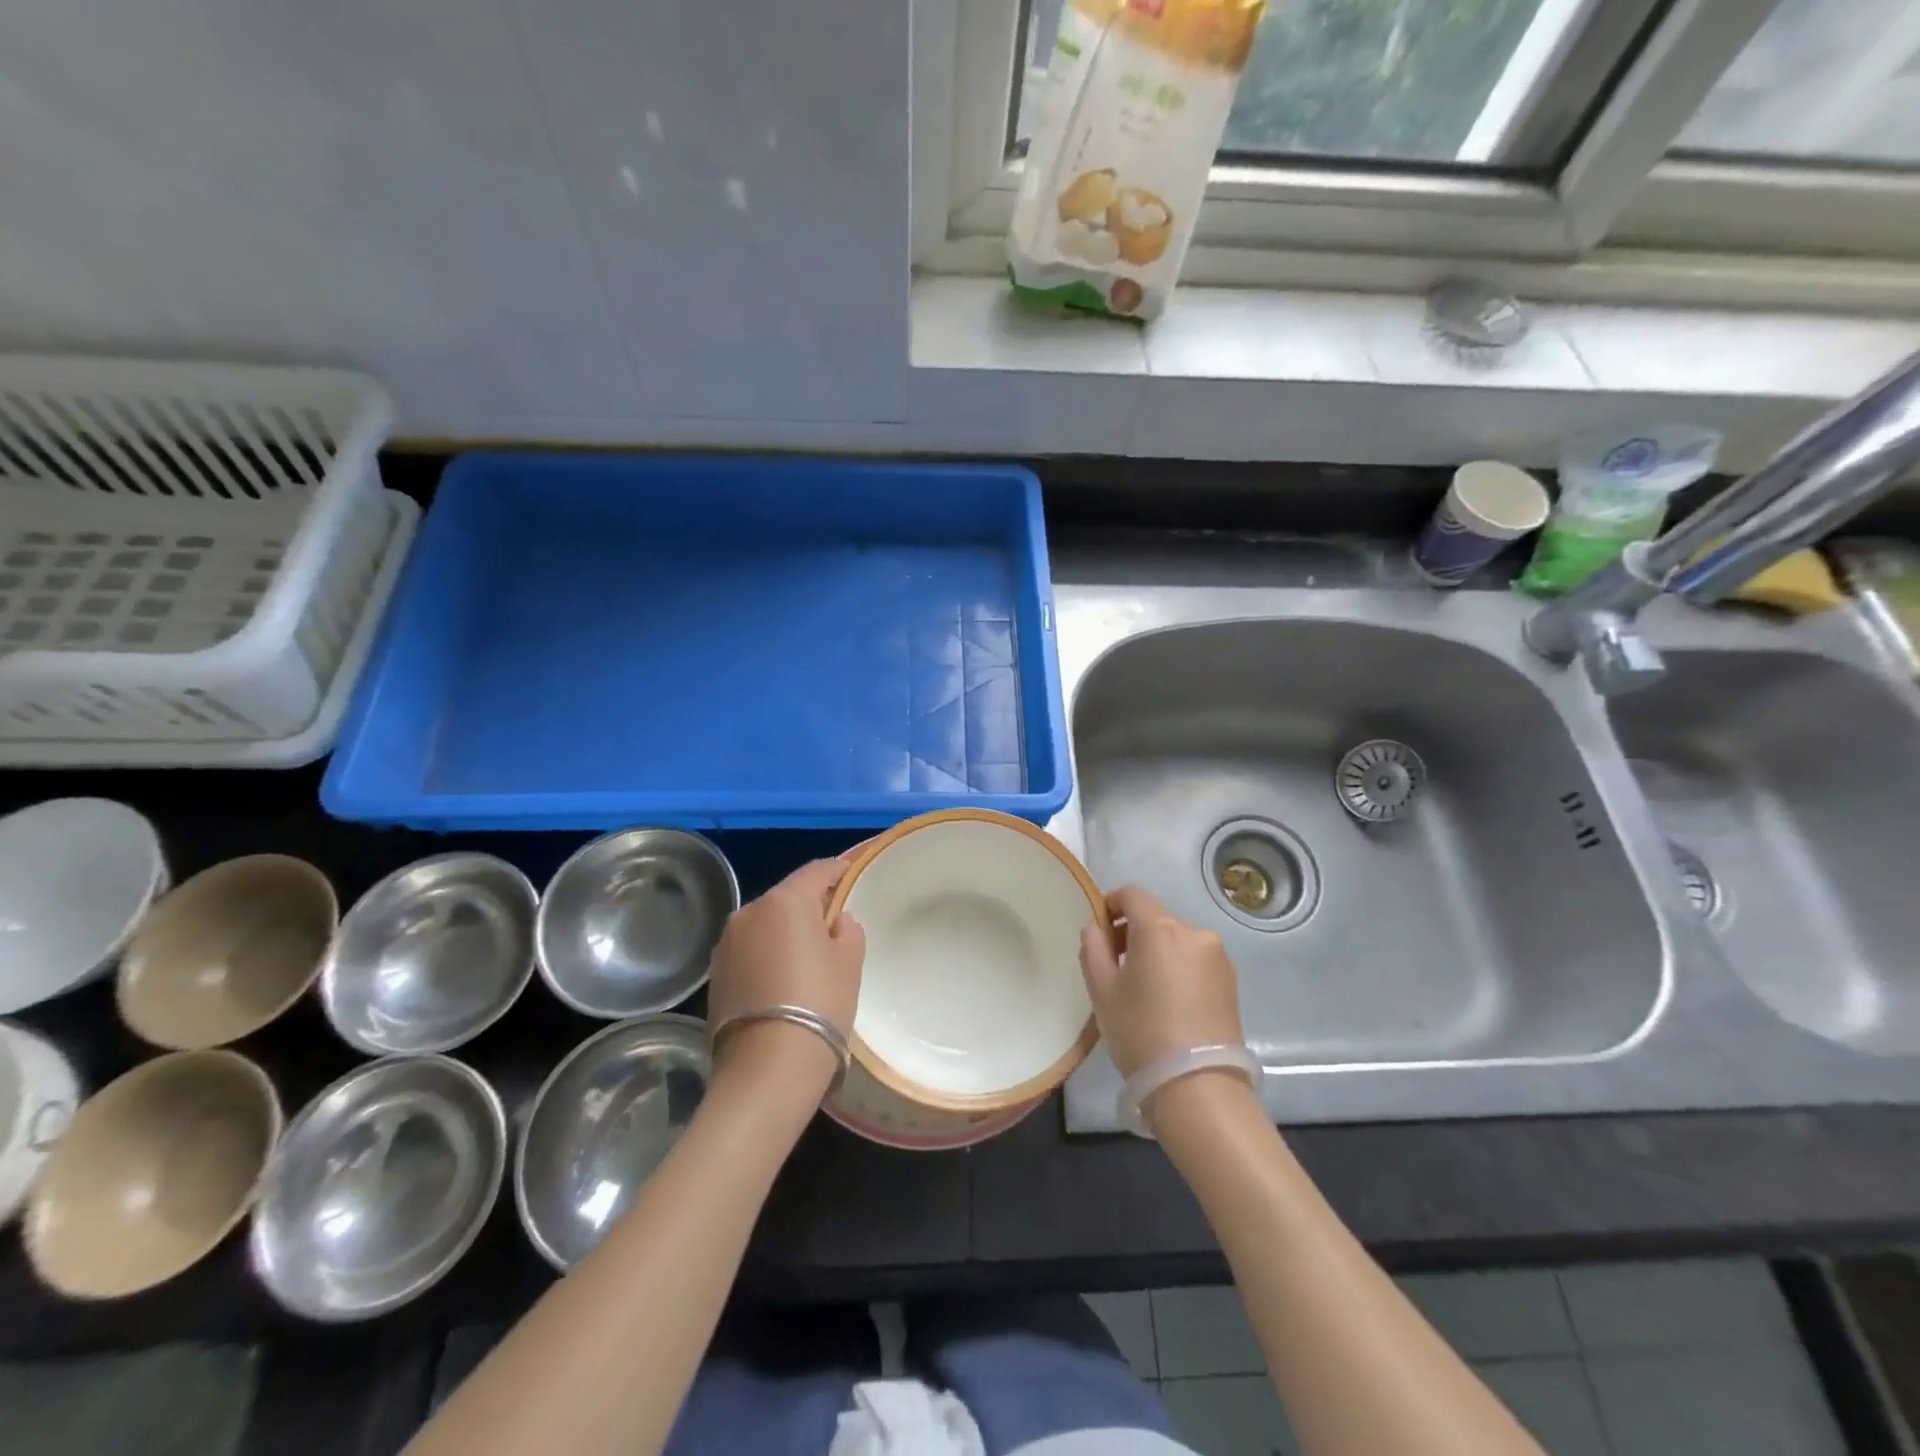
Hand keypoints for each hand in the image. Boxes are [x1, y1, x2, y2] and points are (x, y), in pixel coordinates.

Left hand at [708, 858, 865, 1097]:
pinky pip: (749, 951)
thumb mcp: (850, 962)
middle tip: (833, 924)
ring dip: (784, 932)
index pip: (816, 871)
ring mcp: (726, 944)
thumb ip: (847, 930)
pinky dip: (766, 955)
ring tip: (806, 957)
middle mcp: (749, 913)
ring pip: (765, 925)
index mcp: (785, 901)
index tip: (850, 874)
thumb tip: (835, 922)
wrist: (768, 1068)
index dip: (837, 870)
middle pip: (786, 898)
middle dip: (809, 905)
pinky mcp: (716, 975)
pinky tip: (782, 980)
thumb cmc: (820, 1003)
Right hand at [1079, 886, 1244, 1079]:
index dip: (1110, 904)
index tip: (1099, 930)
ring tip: (1144, 989)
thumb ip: (1092, 949)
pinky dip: (1179, 967)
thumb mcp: (1102, 991)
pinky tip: (1170, 1002)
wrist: (1198, 1088)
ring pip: (1177, 940)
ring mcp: (1218, 957)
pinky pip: (1196, 960)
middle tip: (1115, 966)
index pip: (1132, 895)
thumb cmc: (1141, 1033)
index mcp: (1160, 929)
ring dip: (1158, 951)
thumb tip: (1095, 928)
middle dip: (1132, 932)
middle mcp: (1194, 932)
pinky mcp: (1231, 981)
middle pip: (1156, 917)